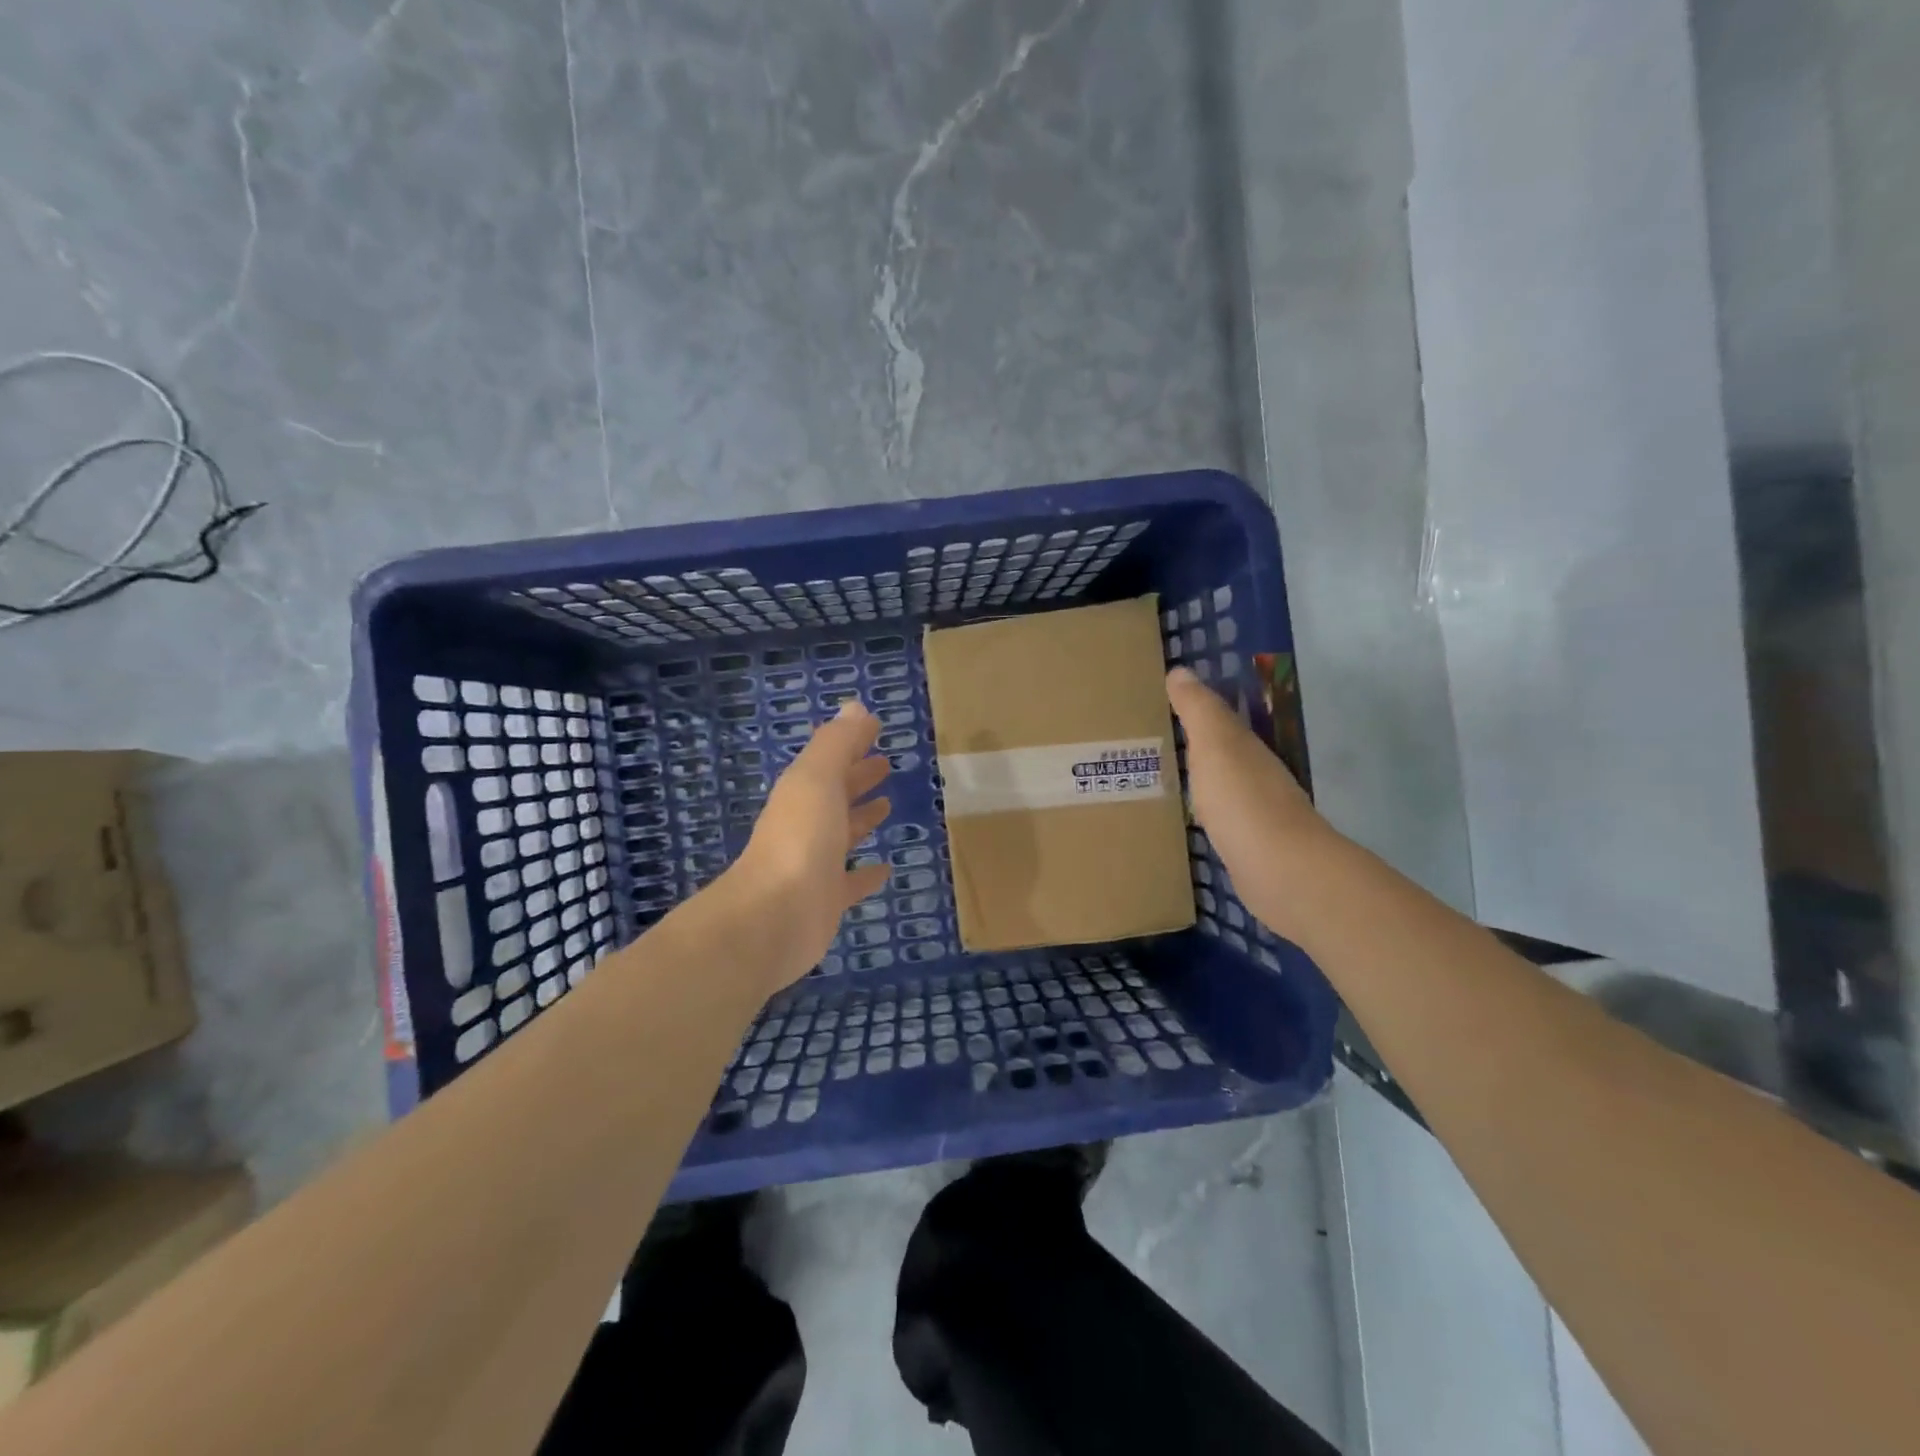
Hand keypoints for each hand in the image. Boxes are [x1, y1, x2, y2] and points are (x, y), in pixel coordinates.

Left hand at [725, 699, 892, 989]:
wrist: (774, 917)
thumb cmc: (799, 839)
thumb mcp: (817, 779)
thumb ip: (837, 743)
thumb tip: (856, 706)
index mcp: (802, 793)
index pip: (830, 761)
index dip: (851, 744)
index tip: (876, 730)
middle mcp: (807, 825)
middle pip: (836, 794)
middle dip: (857, 777)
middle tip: (885, 764)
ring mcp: (816, 864)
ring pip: (844, 834)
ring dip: (862, 818)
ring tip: (888, 804)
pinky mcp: (828, 900)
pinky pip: (852, 881)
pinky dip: (868, 873)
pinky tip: (886, 868)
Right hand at [1165, 666, 1332, 942]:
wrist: (1279, 870)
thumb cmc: (1242, 799)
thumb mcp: (1215, 744)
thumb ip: (1199, 709)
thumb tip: (1181, 670)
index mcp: (1245, 746)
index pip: (1218, 719)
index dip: (1193, 709)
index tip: (1160, 702)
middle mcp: (1255, 773)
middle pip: (1221, 751)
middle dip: (1194, 743)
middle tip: (1151, 739)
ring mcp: (1254, 811)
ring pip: (1221, 784)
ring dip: (1200, 777)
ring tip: (1162, 775)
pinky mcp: (1249, 844)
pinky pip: (1220, 817)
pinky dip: (1205, 810)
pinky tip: (1188, 817)